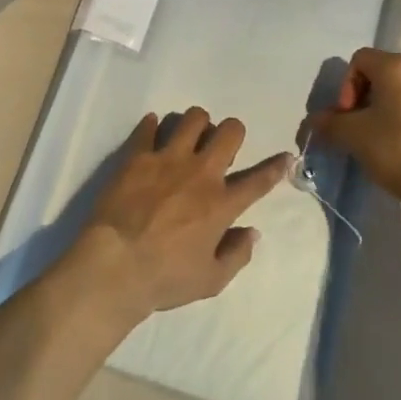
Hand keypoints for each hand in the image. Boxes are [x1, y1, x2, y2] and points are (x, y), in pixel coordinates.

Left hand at [63, 109, 292, 323]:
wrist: (114, 266)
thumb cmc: (164, 278)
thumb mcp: (210, 281)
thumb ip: (237, 255)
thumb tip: (252, 232)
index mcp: (221, 203)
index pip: (258, 180)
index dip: (275, 166)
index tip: (286, 155)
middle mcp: (200, 173)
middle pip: (229, 131)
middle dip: (232, 132)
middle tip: (222, 146)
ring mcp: (168, 158)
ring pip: (193, 118)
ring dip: (196, 124)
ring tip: (188, 137)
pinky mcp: (138, 155)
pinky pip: (149, 127)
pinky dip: (152, 126)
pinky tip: (152, 130)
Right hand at [313, 48, 400, 202]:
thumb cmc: (395, 148)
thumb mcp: (352, 135)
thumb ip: (330, 122)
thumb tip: (315, 120)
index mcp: (396, 66)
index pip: (360, 60)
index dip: (346, 86)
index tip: (346, 116)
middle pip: (380, 76)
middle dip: (362, 99)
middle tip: (356, 129)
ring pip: (399, 94)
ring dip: (382, 111)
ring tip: (377, 140)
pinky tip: (400, 148)